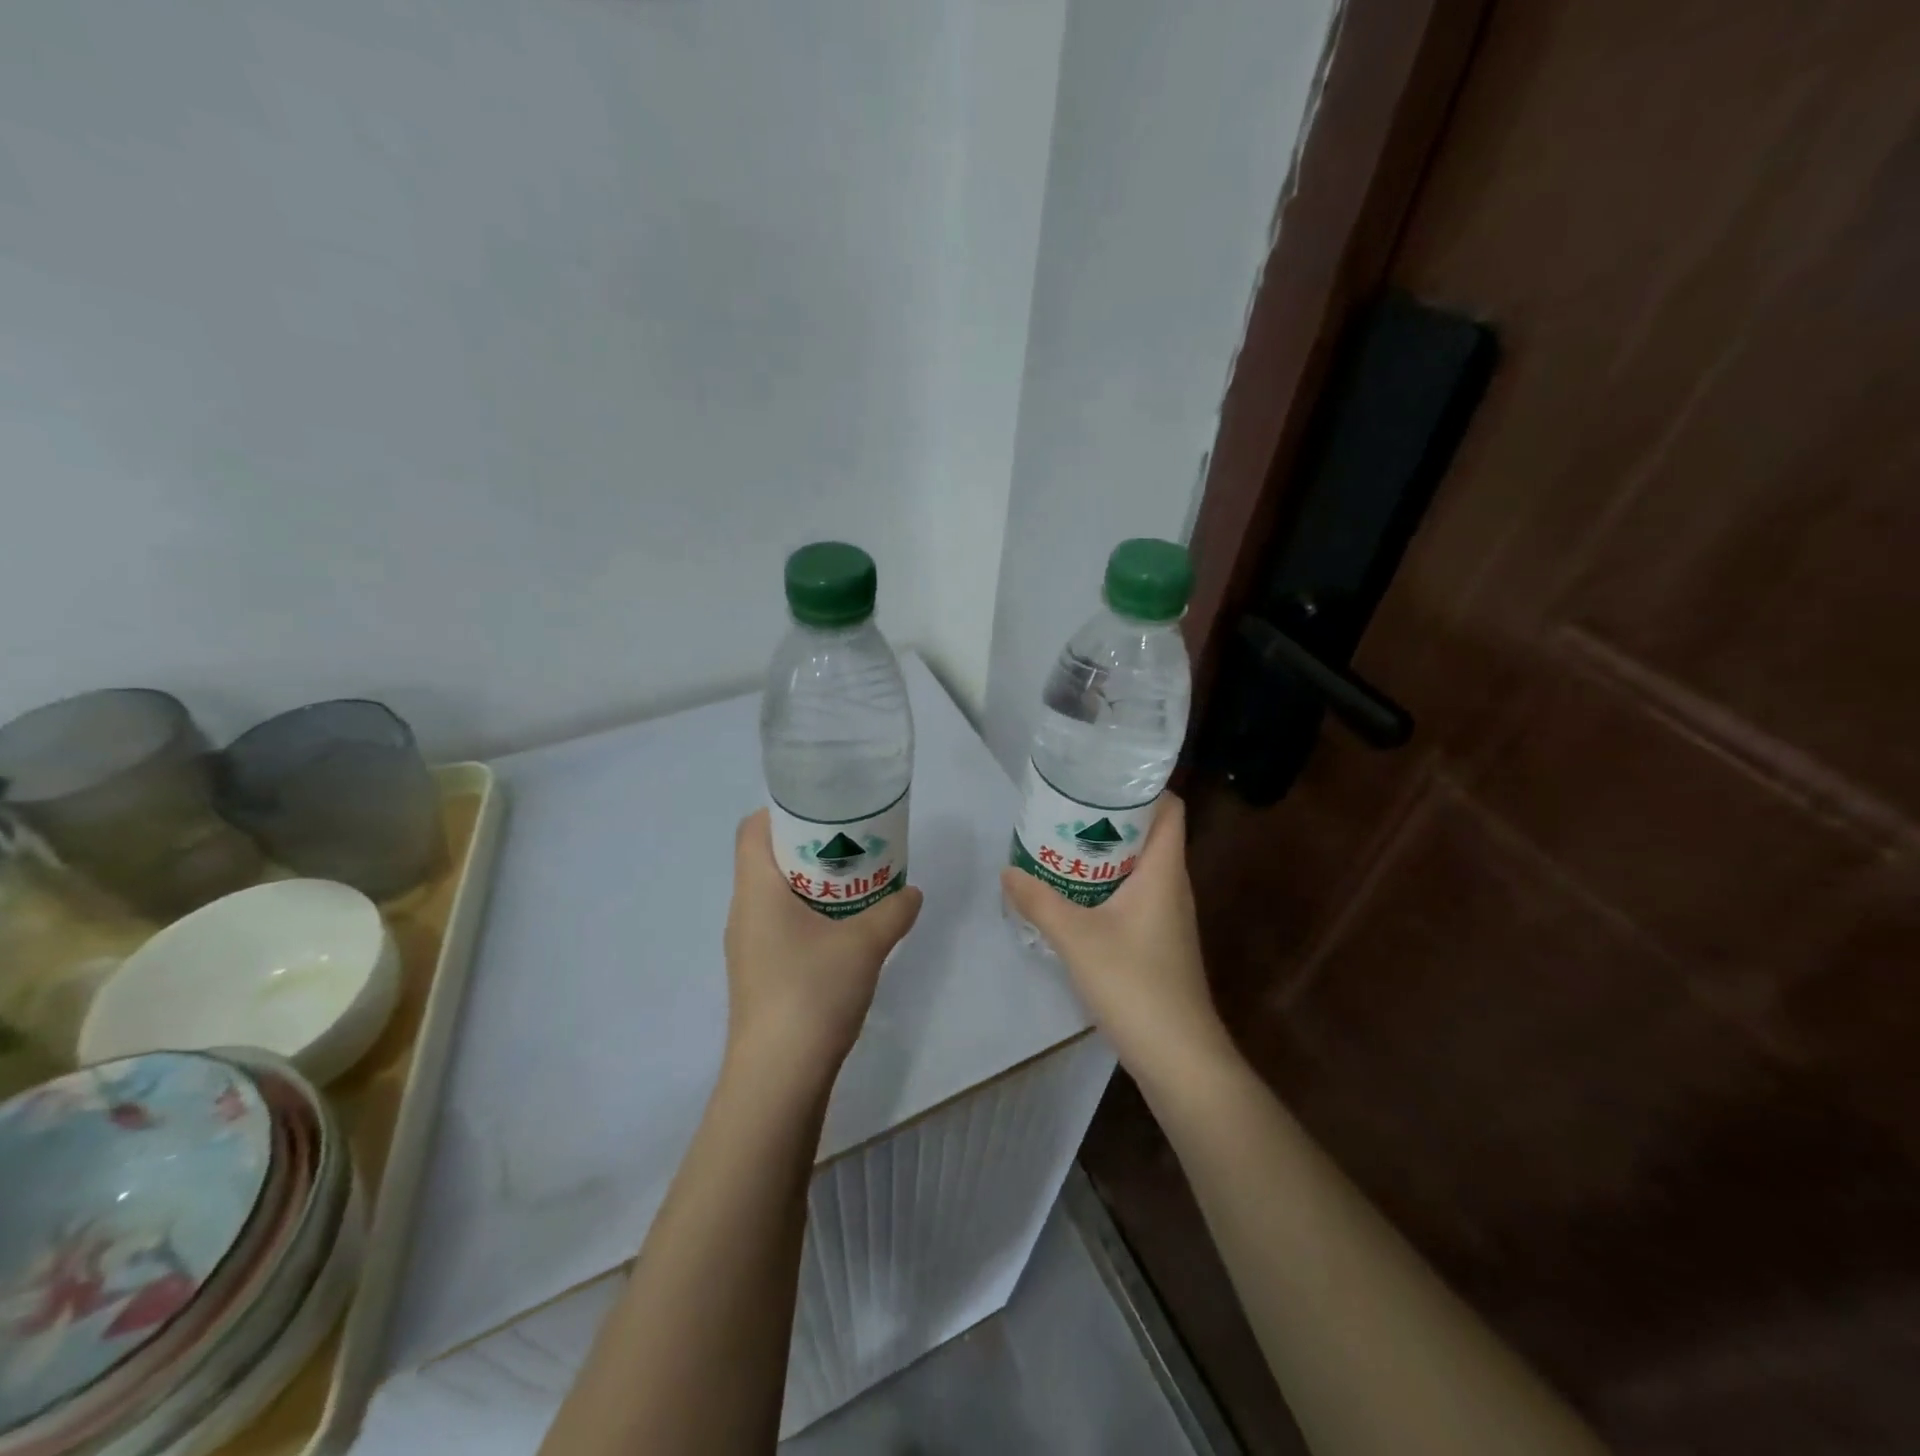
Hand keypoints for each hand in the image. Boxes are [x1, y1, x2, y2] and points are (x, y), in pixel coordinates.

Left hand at [724, 810, 922, 1080]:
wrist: (778, 1078)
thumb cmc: (812, 992)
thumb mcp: (865, 944)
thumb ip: (893, 912)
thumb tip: (913, 893)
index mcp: (757, 890)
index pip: (752, 829)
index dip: (784, 812)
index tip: (827, 812)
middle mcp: (744, 912)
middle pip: (769, 859)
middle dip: (812, 848)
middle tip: (856, 847)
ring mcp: (748, 947)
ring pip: (777, 896)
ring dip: (814, 886)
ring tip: (858, 887)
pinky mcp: (760, 975)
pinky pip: (782, 927)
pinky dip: (811, 917)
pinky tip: (845, 934)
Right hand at [1000, 794, 1232, 1091]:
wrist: (1178, 1056)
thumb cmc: (1134, 984)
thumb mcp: (1077, 938)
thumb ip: (1039, 901)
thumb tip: (1007, 871)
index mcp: (1164, 871)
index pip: (1169, 808)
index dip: (1142, 787)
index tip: (1100, 778)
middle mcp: (1172, 886)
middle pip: (1149, 834)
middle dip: (1109, 818)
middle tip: (1064, 810)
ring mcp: (1168, 916)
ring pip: (1139, 867)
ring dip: (1104, 855)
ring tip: (1061, 846)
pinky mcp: (1159, 941)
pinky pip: (1134, 895)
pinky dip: (1107, 886)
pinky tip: (1073, 896)